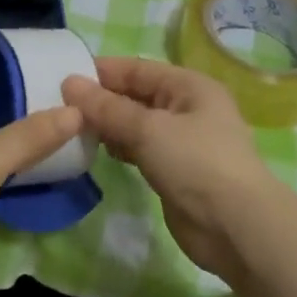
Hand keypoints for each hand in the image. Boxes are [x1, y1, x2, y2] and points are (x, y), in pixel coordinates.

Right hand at [62, 58, 284, 274]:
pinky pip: (141, 149)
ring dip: (109, 125)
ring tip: (72, 127)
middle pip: (137, 95)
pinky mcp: (175, 170)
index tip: (64, 77)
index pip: (138, 68)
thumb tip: (69, 83)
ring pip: (137, 123)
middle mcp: (187, 108)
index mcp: (189, 86)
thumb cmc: (196, 163)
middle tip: (61, 105)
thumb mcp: (148, 129)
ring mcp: (182, 141)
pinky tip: (97, 151)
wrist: (236, 227)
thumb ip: (107, 108)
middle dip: (102, 99)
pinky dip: (120, 147)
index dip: (102, 71)